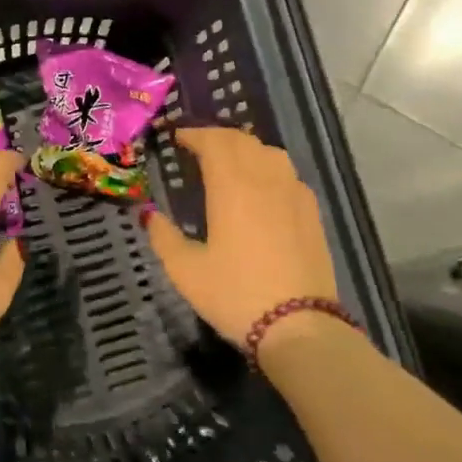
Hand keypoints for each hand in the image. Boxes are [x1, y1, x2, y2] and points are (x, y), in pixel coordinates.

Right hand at [143, 128, 339, 344]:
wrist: (299, 326)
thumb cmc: (235, 294)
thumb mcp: (185, 270)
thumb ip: (163, 236)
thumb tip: (149, 214)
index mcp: (232, 186)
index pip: (214, 142)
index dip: (194, 134)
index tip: (177, 138)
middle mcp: (265, 179)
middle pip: (243, 141)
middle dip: (218, 137)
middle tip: (198, 146)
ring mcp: (294, 194)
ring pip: (271, 153)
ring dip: (246, 148)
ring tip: (229, 162)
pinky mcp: (312, 213)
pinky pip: (288, 174)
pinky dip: (269, 168)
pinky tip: (263, 188)